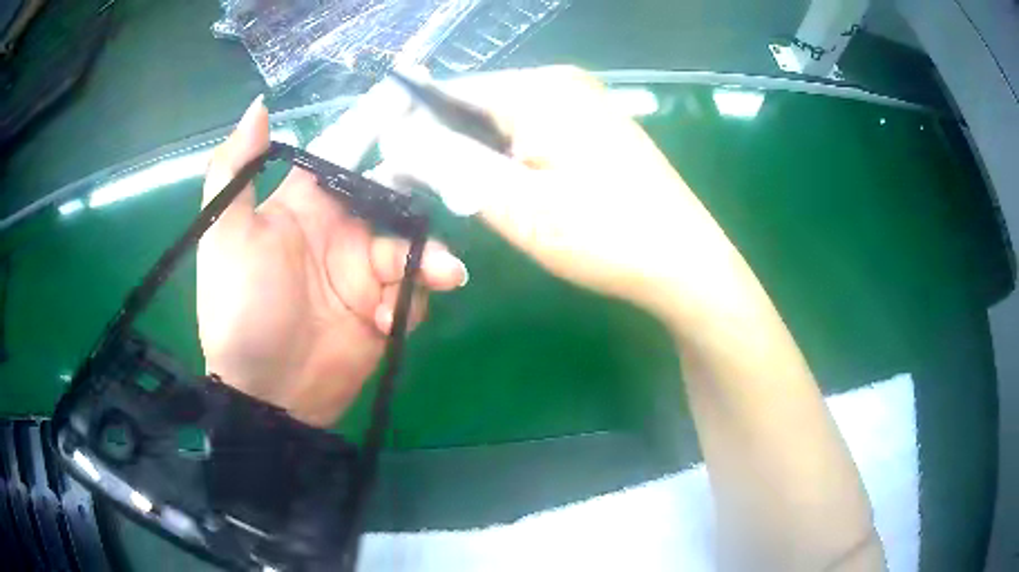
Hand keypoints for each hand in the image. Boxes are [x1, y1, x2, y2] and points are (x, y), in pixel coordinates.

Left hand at [197, 97, 466, 426]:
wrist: (265, 394)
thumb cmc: (239, 309)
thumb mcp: (224, 236)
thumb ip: (236, 169)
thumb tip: (260, 105)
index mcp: (306, 203)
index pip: (346, 152)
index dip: (376, 124)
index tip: (415, 99)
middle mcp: (341, 230)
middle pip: (395, 194)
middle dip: (422, 191)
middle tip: (455, 186)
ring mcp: (365, 273)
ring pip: (414, 245)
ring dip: (428, 258)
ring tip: (439, 276)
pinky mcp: (384, 311)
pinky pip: (413, 294)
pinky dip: (410, 303)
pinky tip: (385, 324)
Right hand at [378, 67, 737, 324]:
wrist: (684, 264)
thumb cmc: (605, 235)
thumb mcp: (516, 203)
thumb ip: (448, 162)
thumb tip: (395, 137)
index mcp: (540, 88)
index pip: (451, 90)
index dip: (413, 124)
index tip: (389, 163)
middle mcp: (561, 83)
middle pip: (478, 104)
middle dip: (446, 143)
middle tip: (425, 190)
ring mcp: (583, 104)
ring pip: (503, 121)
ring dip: (476, 155)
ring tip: (463, 194)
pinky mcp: (594, 129)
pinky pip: (532, 133)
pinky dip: (508, 158)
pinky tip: (507, 188)